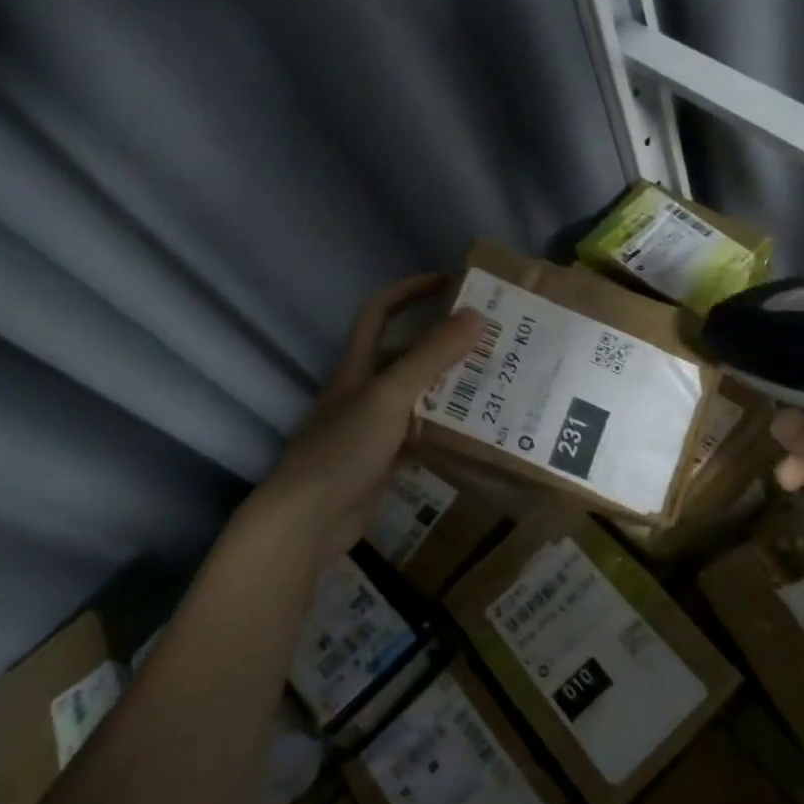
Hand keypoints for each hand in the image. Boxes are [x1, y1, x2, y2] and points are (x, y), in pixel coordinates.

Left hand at [253, 274, 482, 566]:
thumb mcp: (389, 395)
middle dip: (444, 344)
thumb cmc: (344, 448)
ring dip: (450, 389)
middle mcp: (364, 390)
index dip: (410, 291)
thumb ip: (431, 357)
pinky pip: (421, 436)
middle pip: (406, 355)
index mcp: (357, 366)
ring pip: (418, 398)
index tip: (451, 282)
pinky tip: (477, 433)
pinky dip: (445, 431)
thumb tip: (476, 315)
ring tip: (495, 383)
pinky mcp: (384, 461)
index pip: (380, 312)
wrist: (308, 521)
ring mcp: (374, 428)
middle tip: (491, 341)